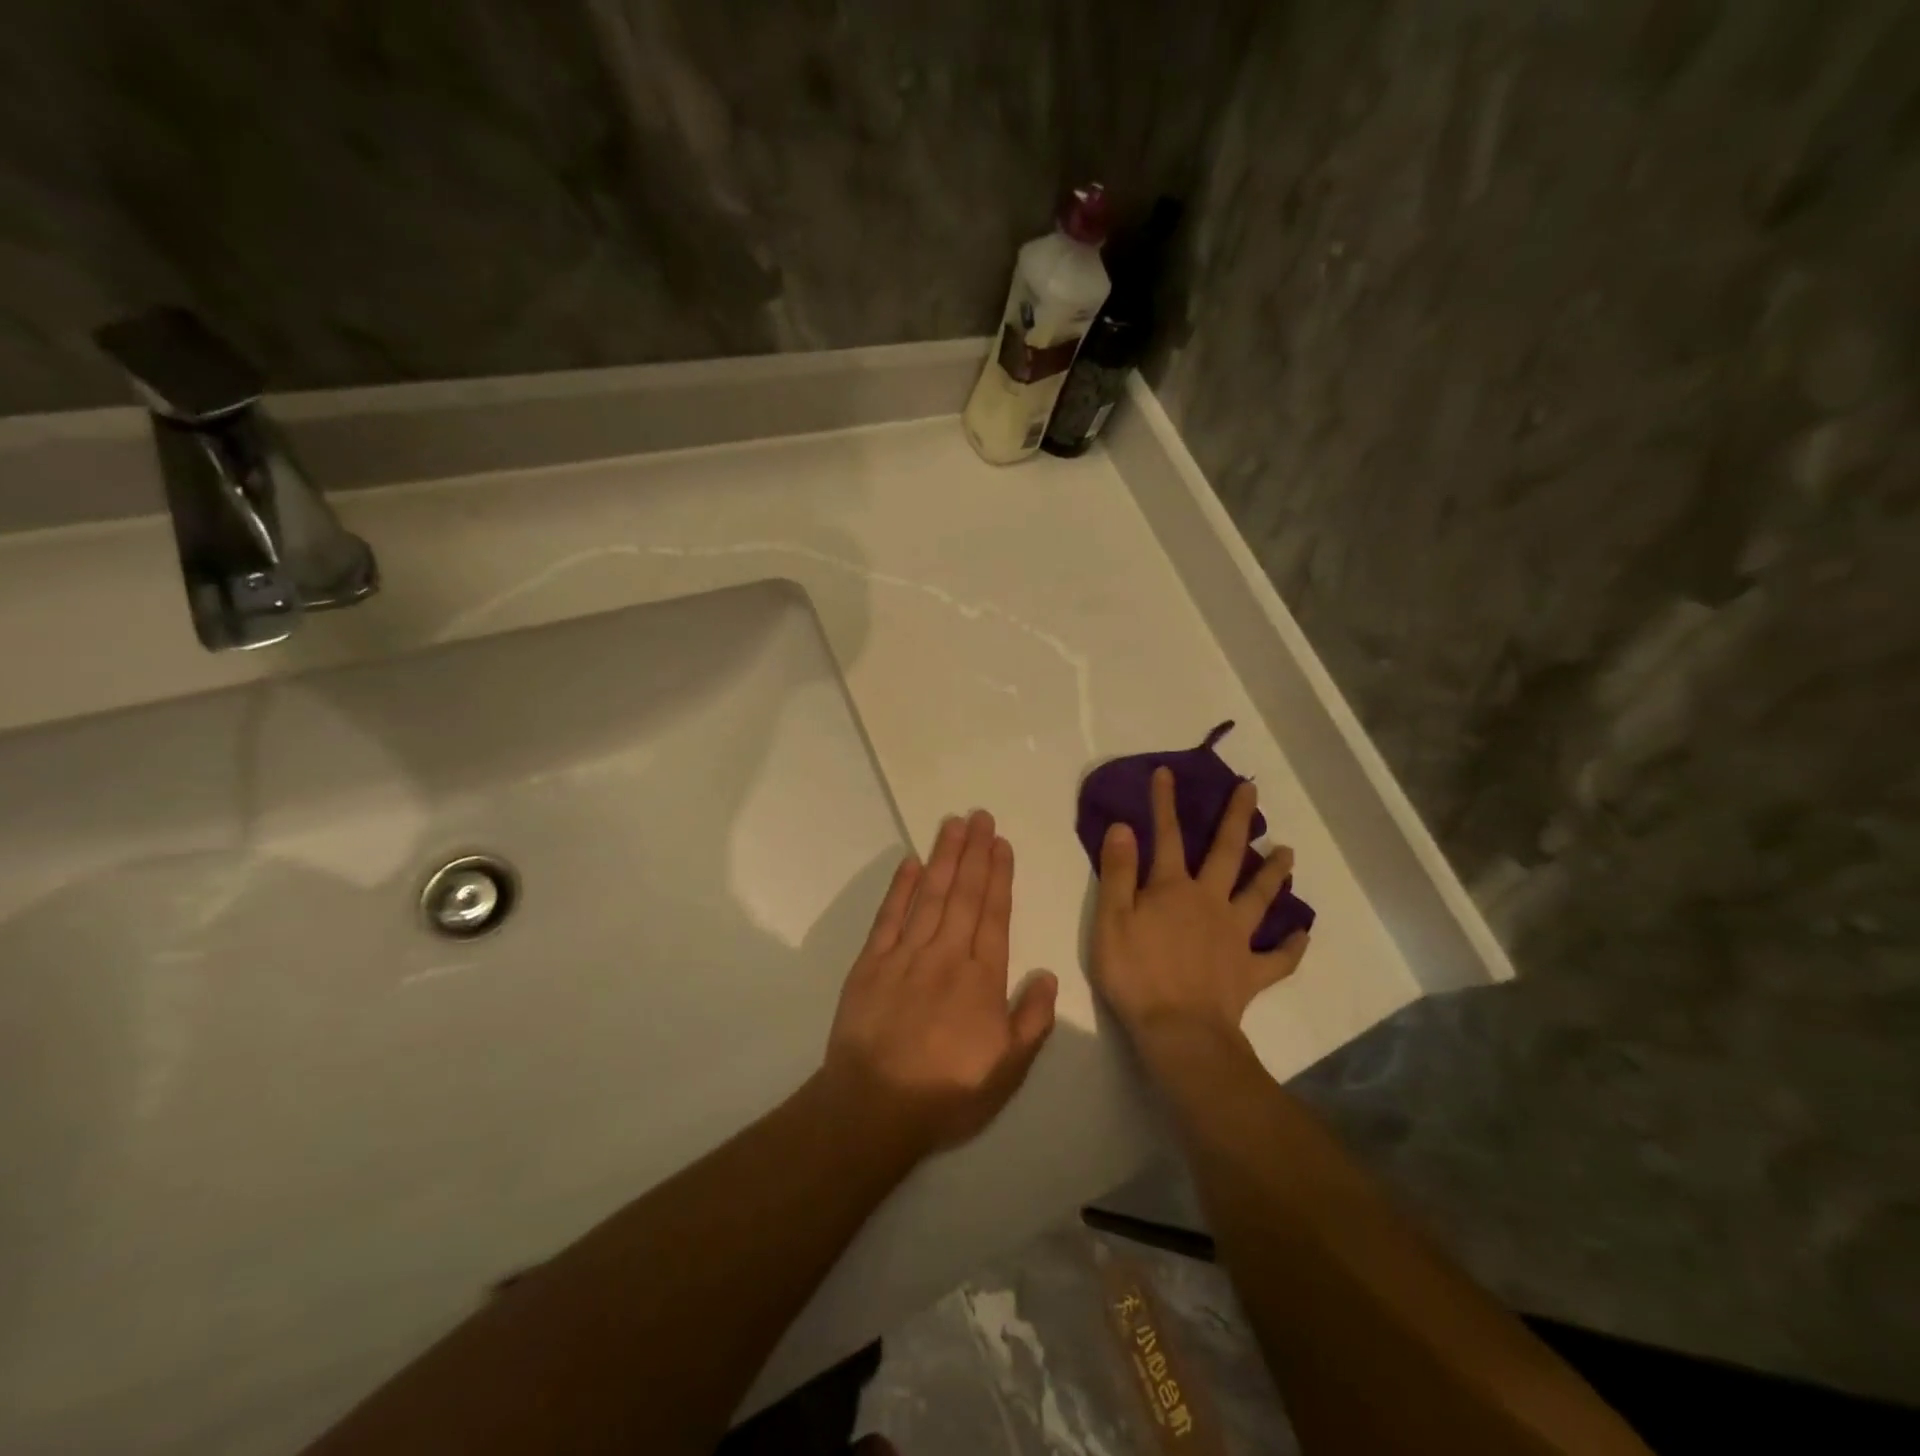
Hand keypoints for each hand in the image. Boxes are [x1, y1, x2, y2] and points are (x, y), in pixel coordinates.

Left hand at [824, 810, 1057, 1156]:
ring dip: (944, 857)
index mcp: (981, 978)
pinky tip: (911, 863)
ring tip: (954, 824)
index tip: (1001, 844)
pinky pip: (889, 916)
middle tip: (980, 816)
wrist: (874, 1107)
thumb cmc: (948, 1092)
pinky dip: (901, 887)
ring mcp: (905, 954)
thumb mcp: (1008, 1069)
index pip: (994, 915)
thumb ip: (1032, 1019)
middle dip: (974, 852)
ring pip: (930, 895)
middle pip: (964, 894)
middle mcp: (946, 955)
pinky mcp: (871, 962)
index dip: (999, 876)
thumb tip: (1048, 973)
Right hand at [1092, 767, 1308, 1047]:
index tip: (1167, 772)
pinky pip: (1278, 957)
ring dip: (1274, 872)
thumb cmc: (1136, 974)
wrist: (1179, 1031)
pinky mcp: (1251, 971)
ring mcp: (1236, 936)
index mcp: (1173, 889)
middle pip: (1226, 853)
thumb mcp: (1111, 919)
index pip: (1166, 836)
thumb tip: (1123, 827)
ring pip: (1260, 896)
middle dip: (1236, 819)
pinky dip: (1292, 946)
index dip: (1164, 803)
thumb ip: (1118, 872)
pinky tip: (1302, 935)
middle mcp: (1210, 902)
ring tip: (1288, 852)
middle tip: (1251, 790)